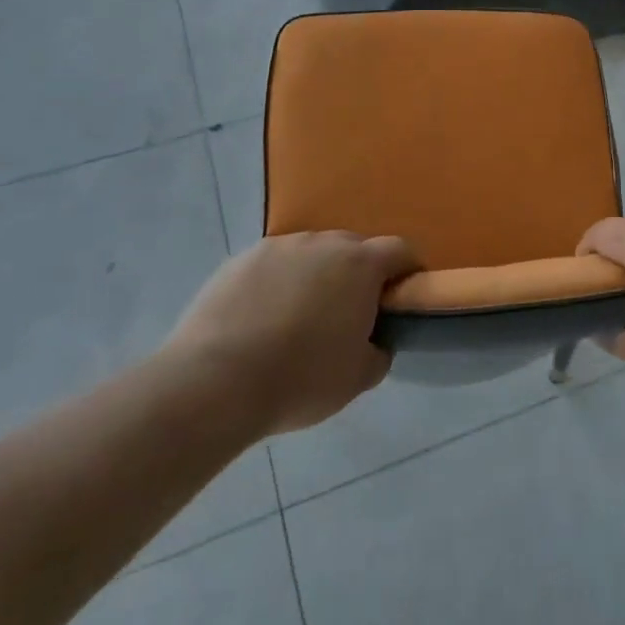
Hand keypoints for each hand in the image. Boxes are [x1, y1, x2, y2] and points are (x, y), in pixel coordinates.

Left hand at [168, 231, 419, 436]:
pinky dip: (277, 283)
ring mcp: (279, 247)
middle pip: (353, 248)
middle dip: (358, 274)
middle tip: (348, 314)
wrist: (215, 381)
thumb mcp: (358, 378)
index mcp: (360, 264)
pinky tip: (261, 319)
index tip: (402, 298)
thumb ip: (378, 351)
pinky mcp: (241, 259)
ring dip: (315, 276)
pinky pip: (273, 265)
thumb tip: (374, 341)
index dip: (408, 271)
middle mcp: (322, 243)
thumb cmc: (301, 379)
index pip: (400, 250)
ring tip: (298, 318)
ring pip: (310, 254)